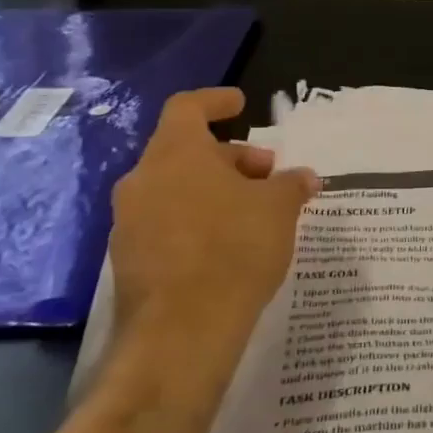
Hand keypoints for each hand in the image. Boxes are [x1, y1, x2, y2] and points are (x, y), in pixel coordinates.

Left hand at [110, 89, 318, 363]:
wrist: (182, 331)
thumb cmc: (234, 249)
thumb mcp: (279, 209)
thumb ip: (290, 185)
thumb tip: (303, 177)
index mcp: (176, 153)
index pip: (188, 108)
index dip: (216, 101)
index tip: (241, 104)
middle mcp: (143, 180)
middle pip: (185, 151)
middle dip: (230, 157)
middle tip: (267, 175)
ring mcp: (130, 222)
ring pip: (175, 189)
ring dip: (214, 191)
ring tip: (254, 211)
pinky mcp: (129, 260)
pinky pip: (166, 223)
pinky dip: (197, 220)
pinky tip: (229, 245)